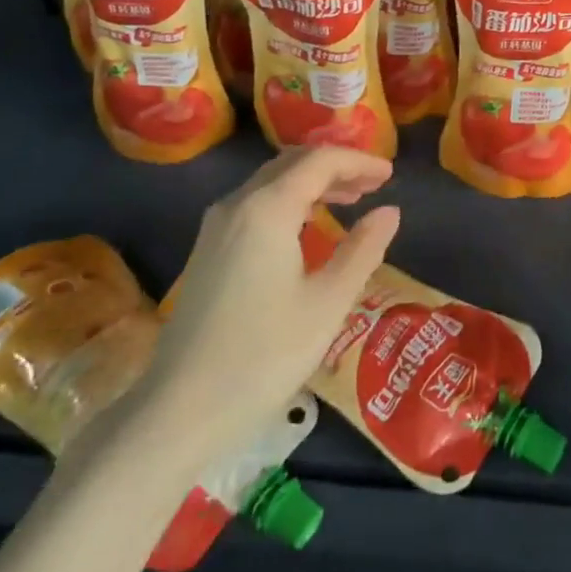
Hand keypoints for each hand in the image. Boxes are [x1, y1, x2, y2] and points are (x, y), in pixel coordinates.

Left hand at [142, 147, 399, 455]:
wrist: (180, 410)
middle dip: (336, 167)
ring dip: (312, 183)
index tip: (390, 174)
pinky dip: (289, 201)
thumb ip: (362, 250)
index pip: (319, 161)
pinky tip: (308, 228)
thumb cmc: (264, 355)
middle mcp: (237, 205)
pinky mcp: (207, 251)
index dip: (358, 161)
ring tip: (350, 201)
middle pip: (291, 163)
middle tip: (374, 185)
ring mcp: (215, 227)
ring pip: (270, 182)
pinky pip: (255, 204)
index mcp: (267, 209)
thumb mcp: (328, 303)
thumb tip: (390, 212)